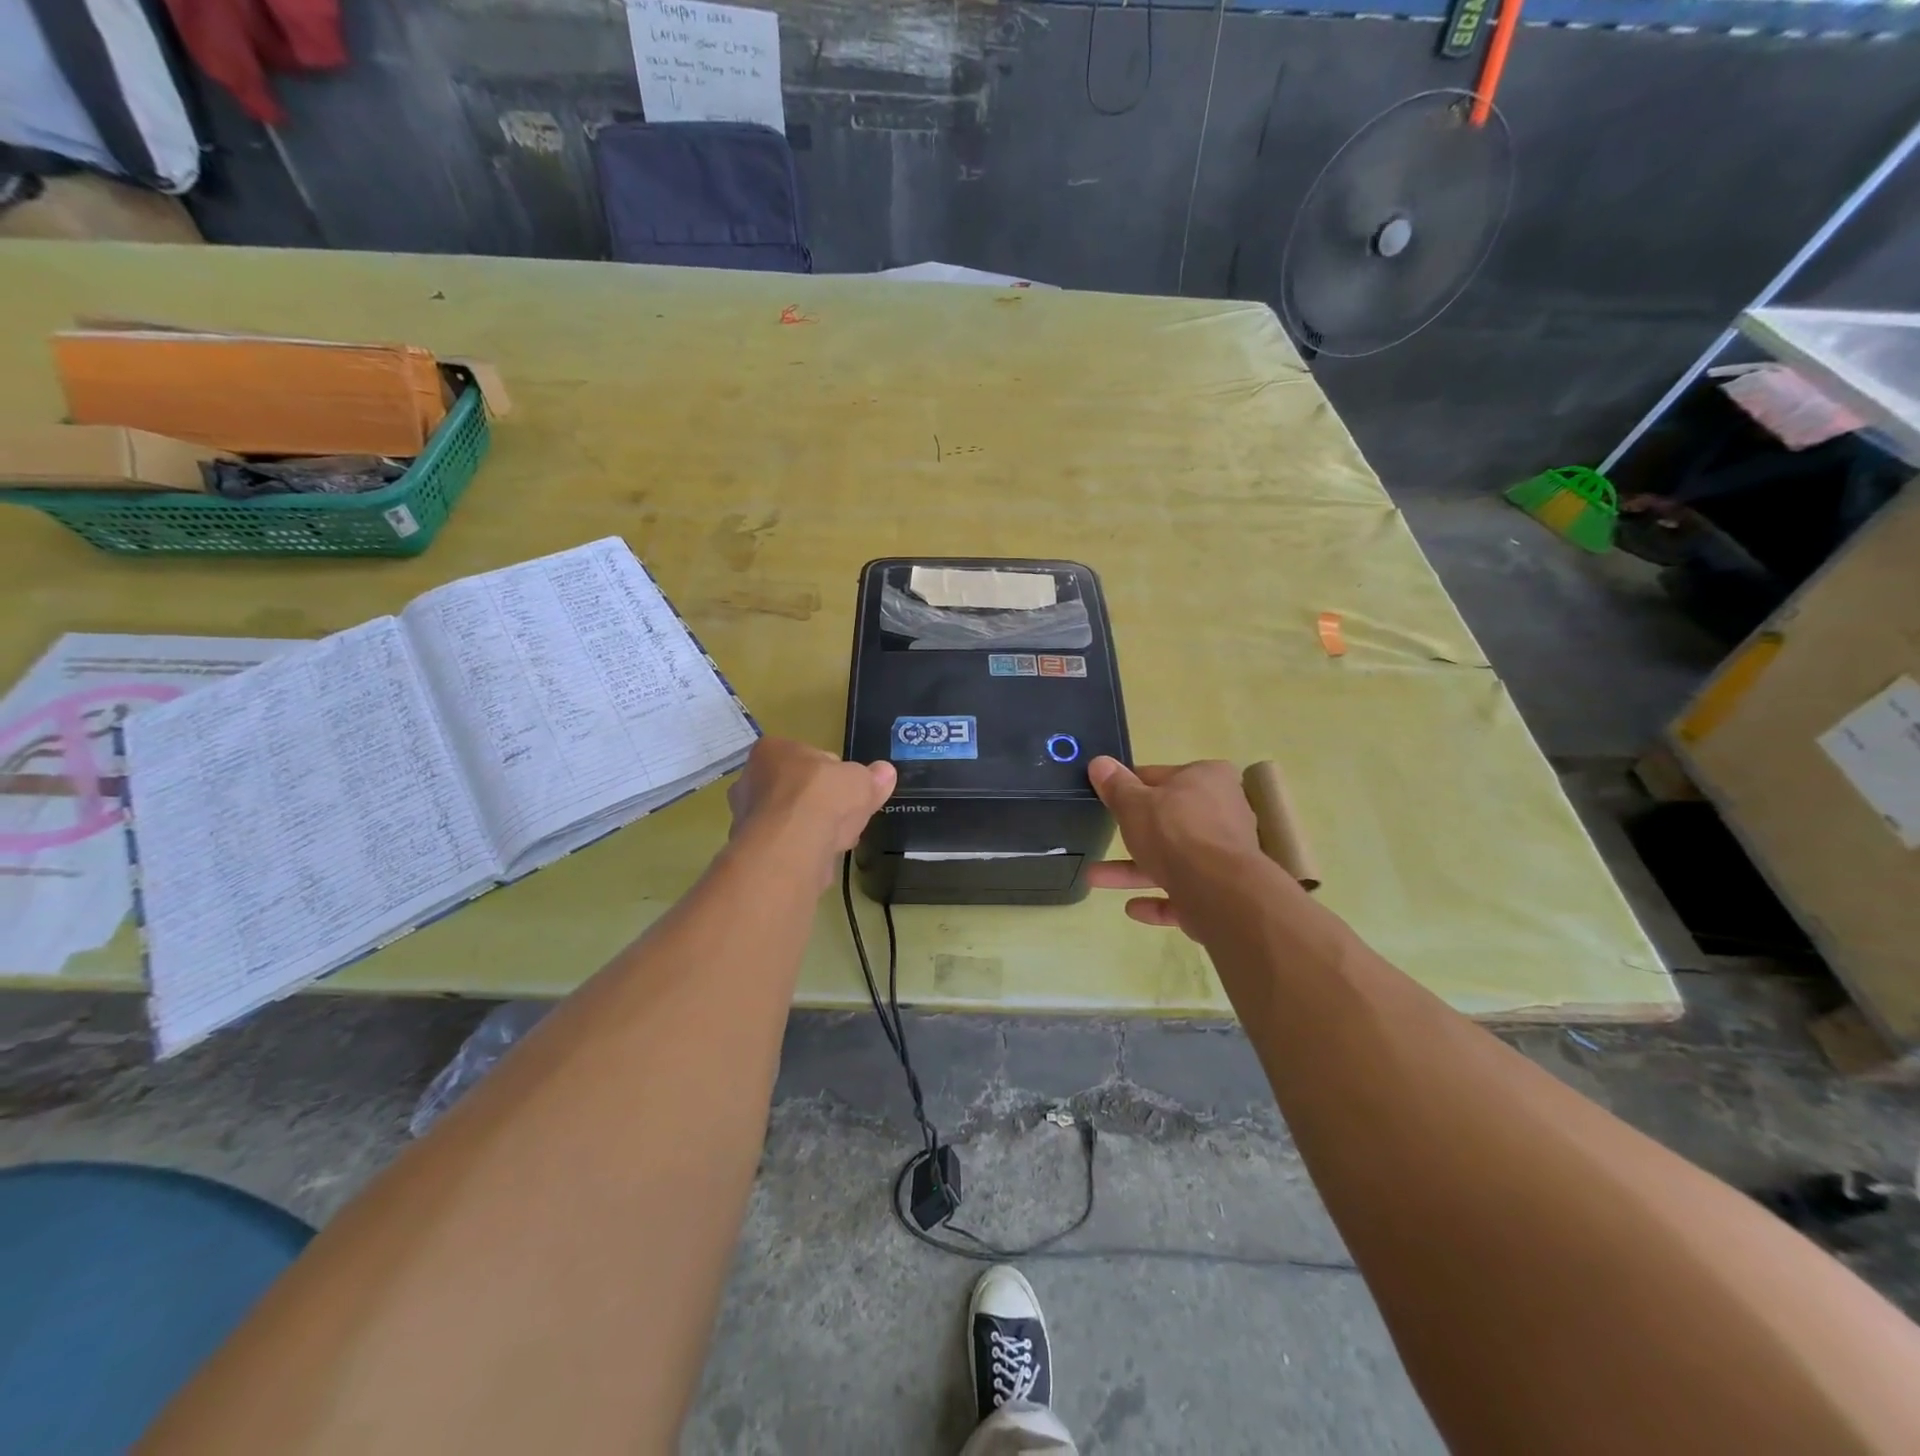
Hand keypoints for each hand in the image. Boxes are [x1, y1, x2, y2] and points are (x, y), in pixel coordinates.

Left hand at [726, 737, 895, 886]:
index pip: (806, 757)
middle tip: (843, 816)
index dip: (831, 773)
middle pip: (794, 789)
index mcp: (771, 750)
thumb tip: (885, 772)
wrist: (792, 845)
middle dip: (818, 803)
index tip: (847, 790)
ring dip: (811, 828)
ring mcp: (745, 817)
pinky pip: (785, 845)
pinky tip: (821, 857)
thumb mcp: (860, 780)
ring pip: (788, 819)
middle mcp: (749, 779)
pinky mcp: (750, 850)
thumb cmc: (822, 796)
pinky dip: (802, 850)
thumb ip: (872, 777)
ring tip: (837, 840)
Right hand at [1086, 758, 1263, 936]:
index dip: (1132, 787)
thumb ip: (1115, 786)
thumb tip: (1099, 763)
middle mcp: (1223, 812)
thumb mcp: (1133, 803)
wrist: (1218, 890)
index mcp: (1207, 779)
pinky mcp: (1222, 890)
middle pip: (1168, 821)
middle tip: (1103, 838)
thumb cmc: (1174, 831)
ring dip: (1134, 871)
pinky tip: (1132, 907)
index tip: (1109, 797)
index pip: (1161, 777)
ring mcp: (1225, 854)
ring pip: (1172, 860)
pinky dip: (1158, 899)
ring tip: (1094, 879)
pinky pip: (1184, 892)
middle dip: (1132, 834)